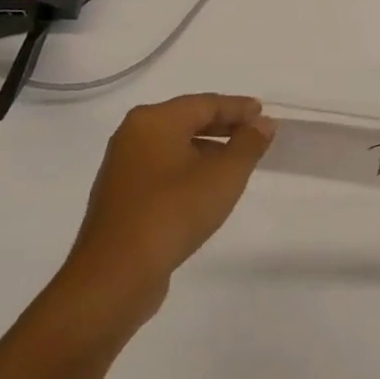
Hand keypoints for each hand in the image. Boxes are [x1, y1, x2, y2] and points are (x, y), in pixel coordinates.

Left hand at [60, 94, 276, 322]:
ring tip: (237, 161)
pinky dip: (189, 168)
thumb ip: (248, 144)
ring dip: (207, 149)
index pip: (205, 103)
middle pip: (187, 120)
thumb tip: (263, 123)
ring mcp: (123, 166)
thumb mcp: (224, 176)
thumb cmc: (174, 212)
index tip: (263, 112)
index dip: (238, 107)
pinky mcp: (122, 196)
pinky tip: (207, 187)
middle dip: (223, 126)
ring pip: (175, 146)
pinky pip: (163, 169)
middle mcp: (133, 135)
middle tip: (255, 133)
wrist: (115, 275)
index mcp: (154, 120)